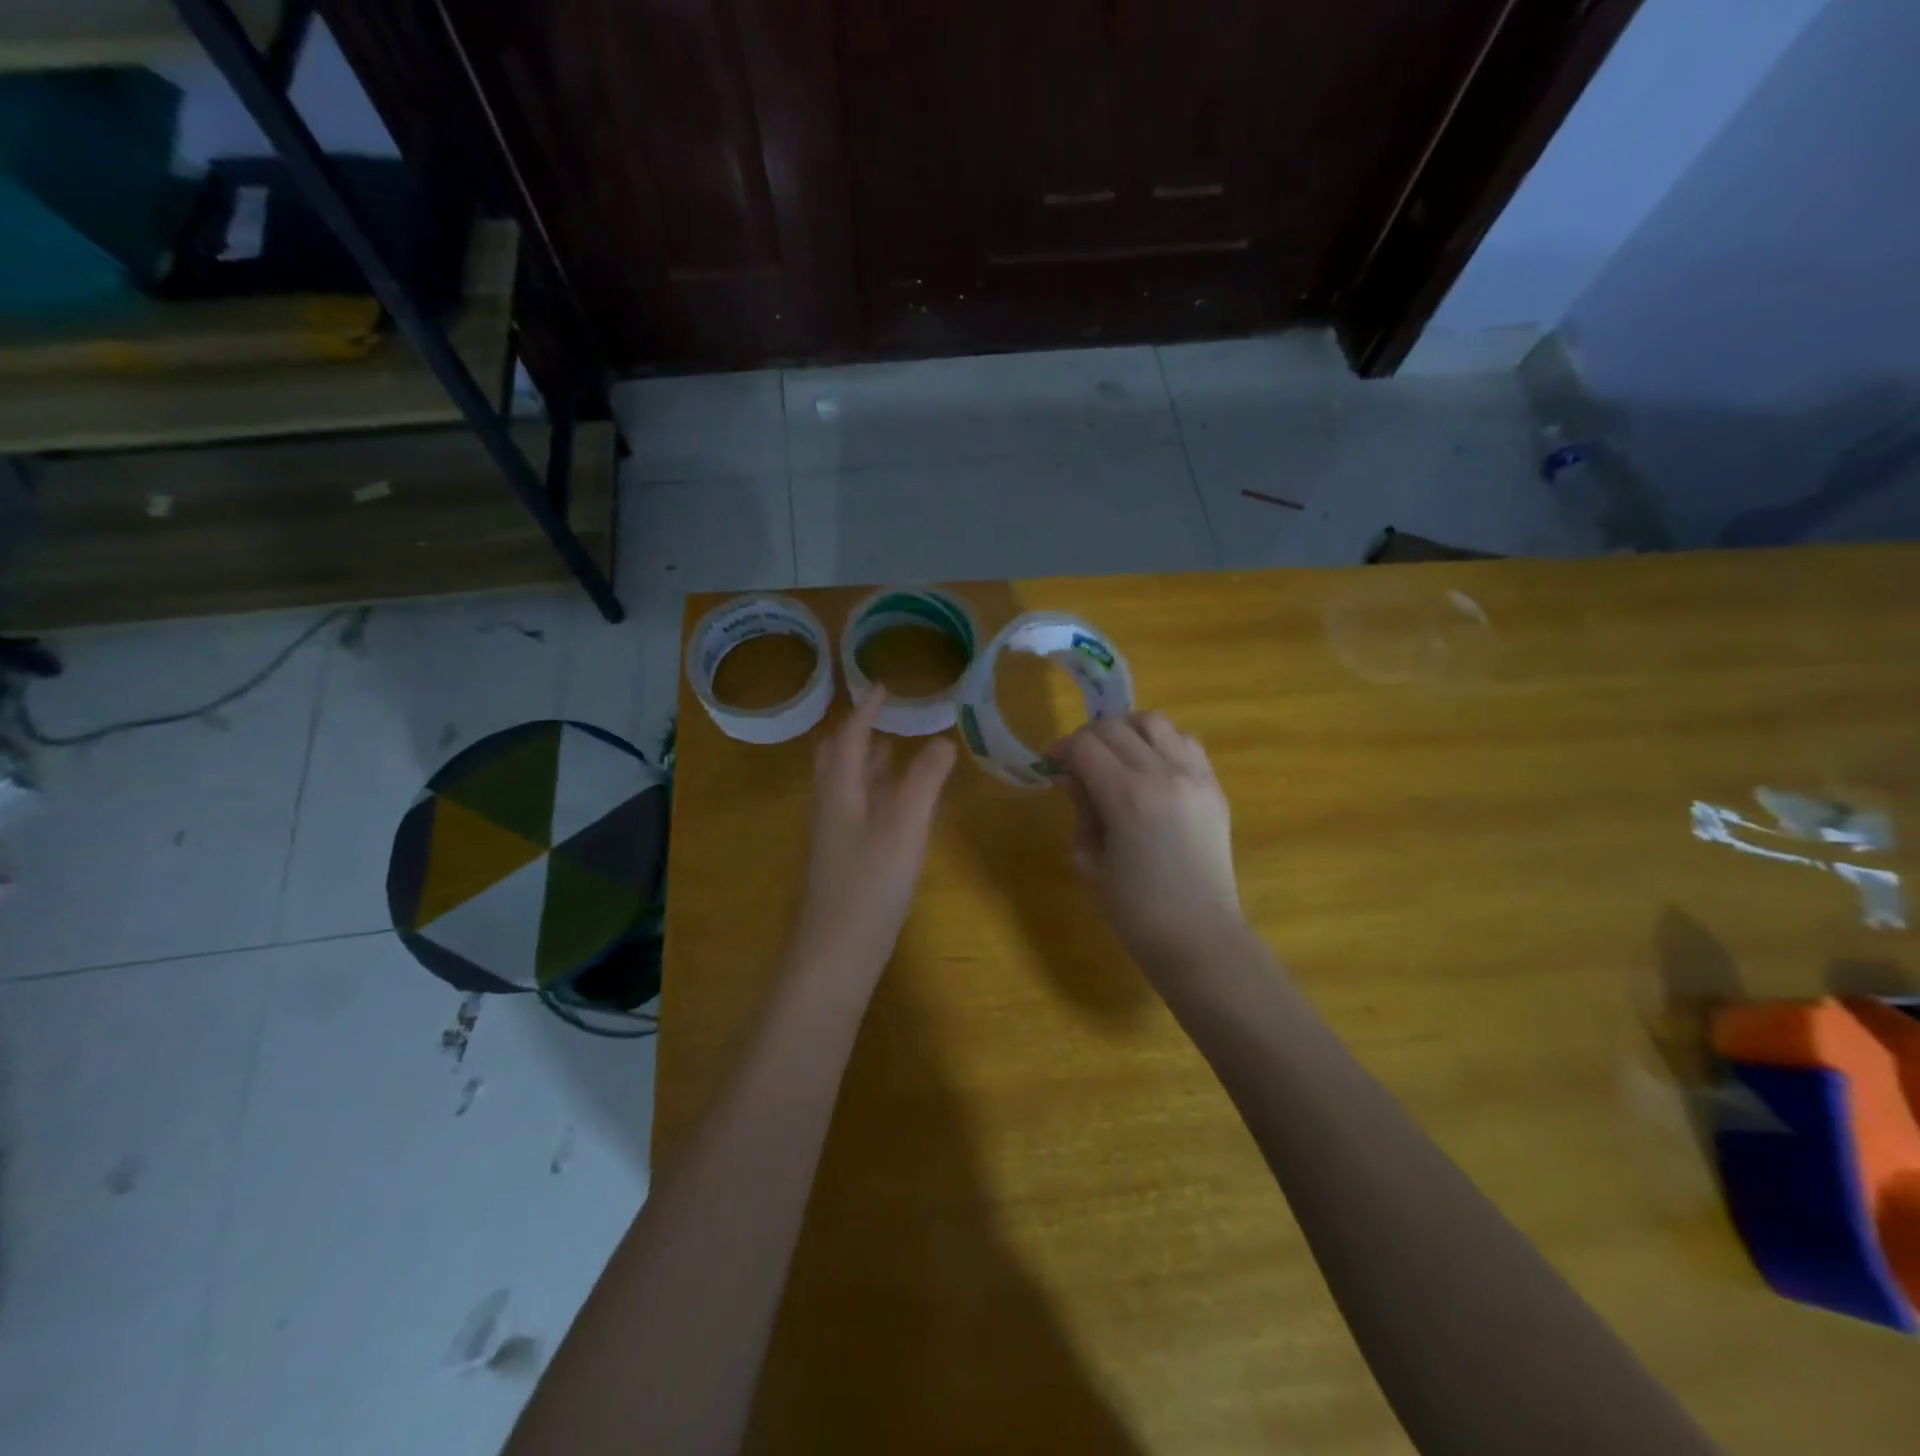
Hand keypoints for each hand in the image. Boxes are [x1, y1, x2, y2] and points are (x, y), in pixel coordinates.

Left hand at [793, 688, 956, 969]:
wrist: (836, 953)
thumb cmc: (870, 883)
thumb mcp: (905, 826)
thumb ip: (924, 781)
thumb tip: (941, 740)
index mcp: (840, 791)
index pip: (848, 737)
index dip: (866, 710)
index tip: (883, 686)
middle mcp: (831, 807)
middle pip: (836, 759)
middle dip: (857, 733)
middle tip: (884, 717)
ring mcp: (834, 836)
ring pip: (847, 786)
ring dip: (866, 762)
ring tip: (893, 749)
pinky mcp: (844, 860)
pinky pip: (857, 809)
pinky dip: (875, 792)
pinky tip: (896, 806)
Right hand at [1048, 712, 1244, 975]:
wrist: (1200, 937)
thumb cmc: (1135, 910)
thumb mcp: (1091, 861)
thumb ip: (1081, 809)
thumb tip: (1069, 775)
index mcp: (1127, 797)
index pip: (1085, 746)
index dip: (1061, 749)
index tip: (1051, 764)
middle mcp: (1164, 774)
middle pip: (1115, 727)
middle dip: (1087, 738)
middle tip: (1076, 763)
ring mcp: (1195, 777)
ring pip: (1154, 721)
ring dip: (1126, 730)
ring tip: (1115, 756)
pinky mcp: (1214, 787)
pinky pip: (1185, 741)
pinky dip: (1160, 742)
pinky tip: (1149, 767)